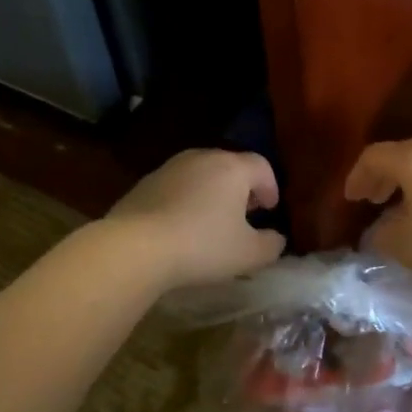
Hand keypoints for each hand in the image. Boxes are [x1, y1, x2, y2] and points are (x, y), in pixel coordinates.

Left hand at [106, 149, 286, 289]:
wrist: (134, 248)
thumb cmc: (202, 246)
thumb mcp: (249, 254)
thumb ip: (271, 244)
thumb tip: (276, 238)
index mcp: (232, 167)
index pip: (262, 166)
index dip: (271, 187)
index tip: (270, 210)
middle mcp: (202, 157)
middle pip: (231, 166)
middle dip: (241, 189)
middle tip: (244, 215)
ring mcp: (169, 167)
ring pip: (201, 175)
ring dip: (212, 194)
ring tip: (212, 223)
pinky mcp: (144, 183)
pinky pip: (176, 188)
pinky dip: (186, 201)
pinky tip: (181, 228)